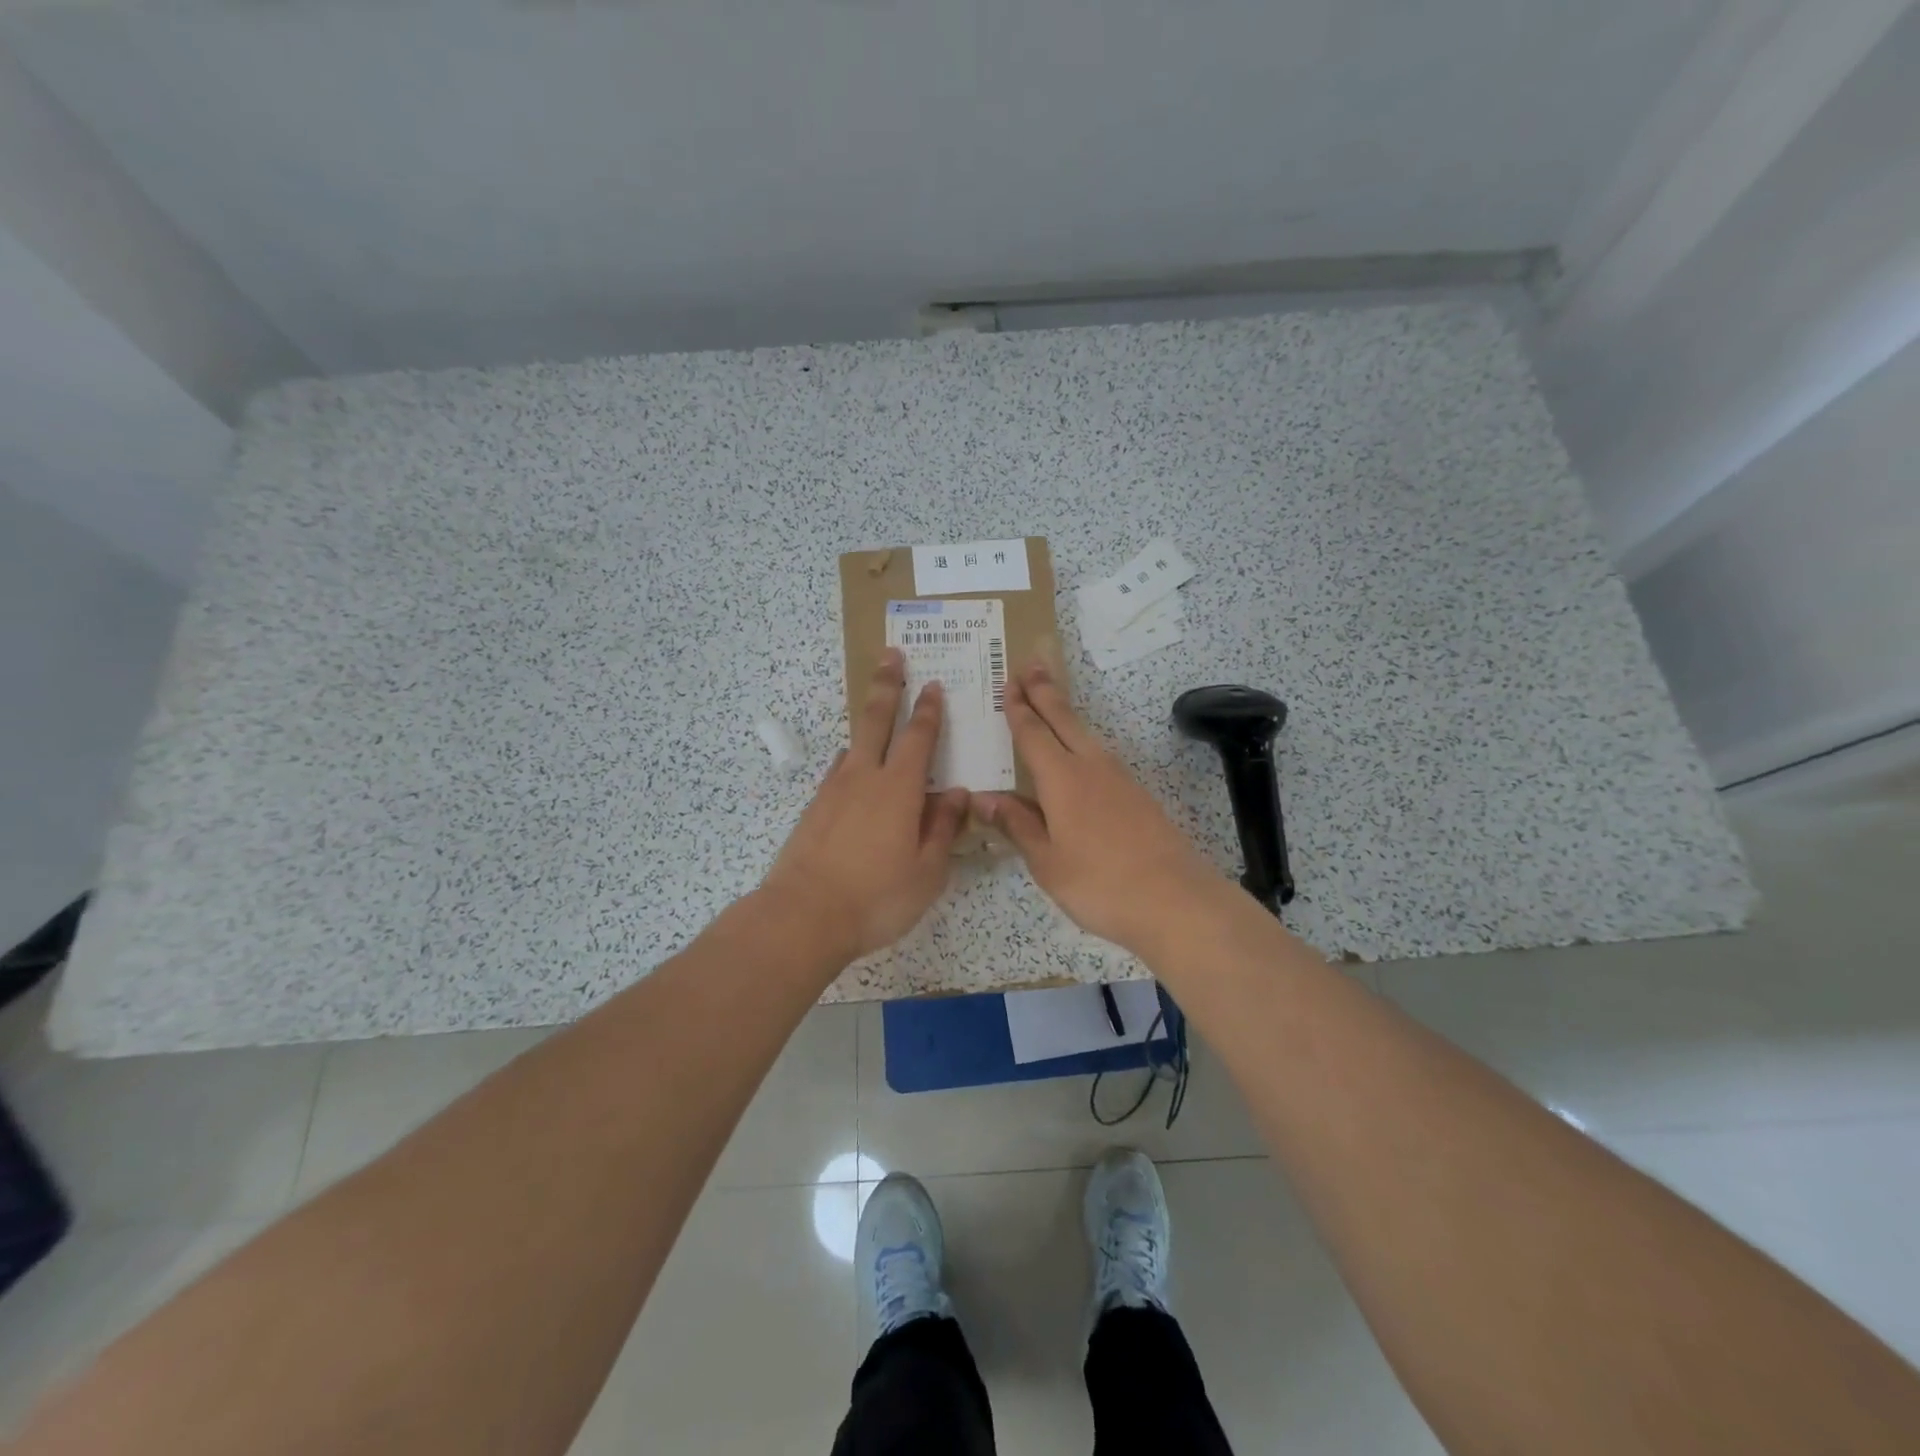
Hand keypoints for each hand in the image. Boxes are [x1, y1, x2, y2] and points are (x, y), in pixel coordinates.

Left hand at [760, 648, 969, 961]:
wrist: (803, 916)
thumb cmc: (876, 897)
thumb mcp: (927, 872)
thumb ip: (943, 828)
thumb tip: (957, 794)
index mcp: (899, 789)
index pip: (919, 737)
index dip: (928, 710)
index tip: (933, 685)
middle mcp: (865, 778)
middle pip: (876, 720)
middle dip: (886, 685)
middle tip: (891, 655)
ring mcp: (834, 790)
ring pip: (854, 743)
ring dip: (867, 720)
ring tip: (876, 708)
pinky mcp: (814, 809)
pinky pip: (838, 771)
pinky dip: (850, 760)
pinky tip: (852, 768)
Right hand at [977, 660, 1221, 956]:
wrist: (1176, 900)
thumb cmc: (1100, 883)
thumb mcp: (1047, 862)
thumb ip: (1017, 825)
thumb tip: (983, 798)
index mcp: (1062, 779)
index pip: (1033, 734)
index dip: (1018, 709)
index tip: (1009, 683)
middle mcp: (1092, 767)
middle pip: (1064, 719)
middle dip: (1045, 691)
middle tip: (1031, 663)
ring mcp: (1120, 779)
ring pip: (1086, 735)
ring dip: (1065, 713)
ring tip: (1052, 700)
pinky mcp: (1138, 796)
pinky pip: (1101, 756)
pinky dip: (1083, 742)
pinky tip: (1081, 755)